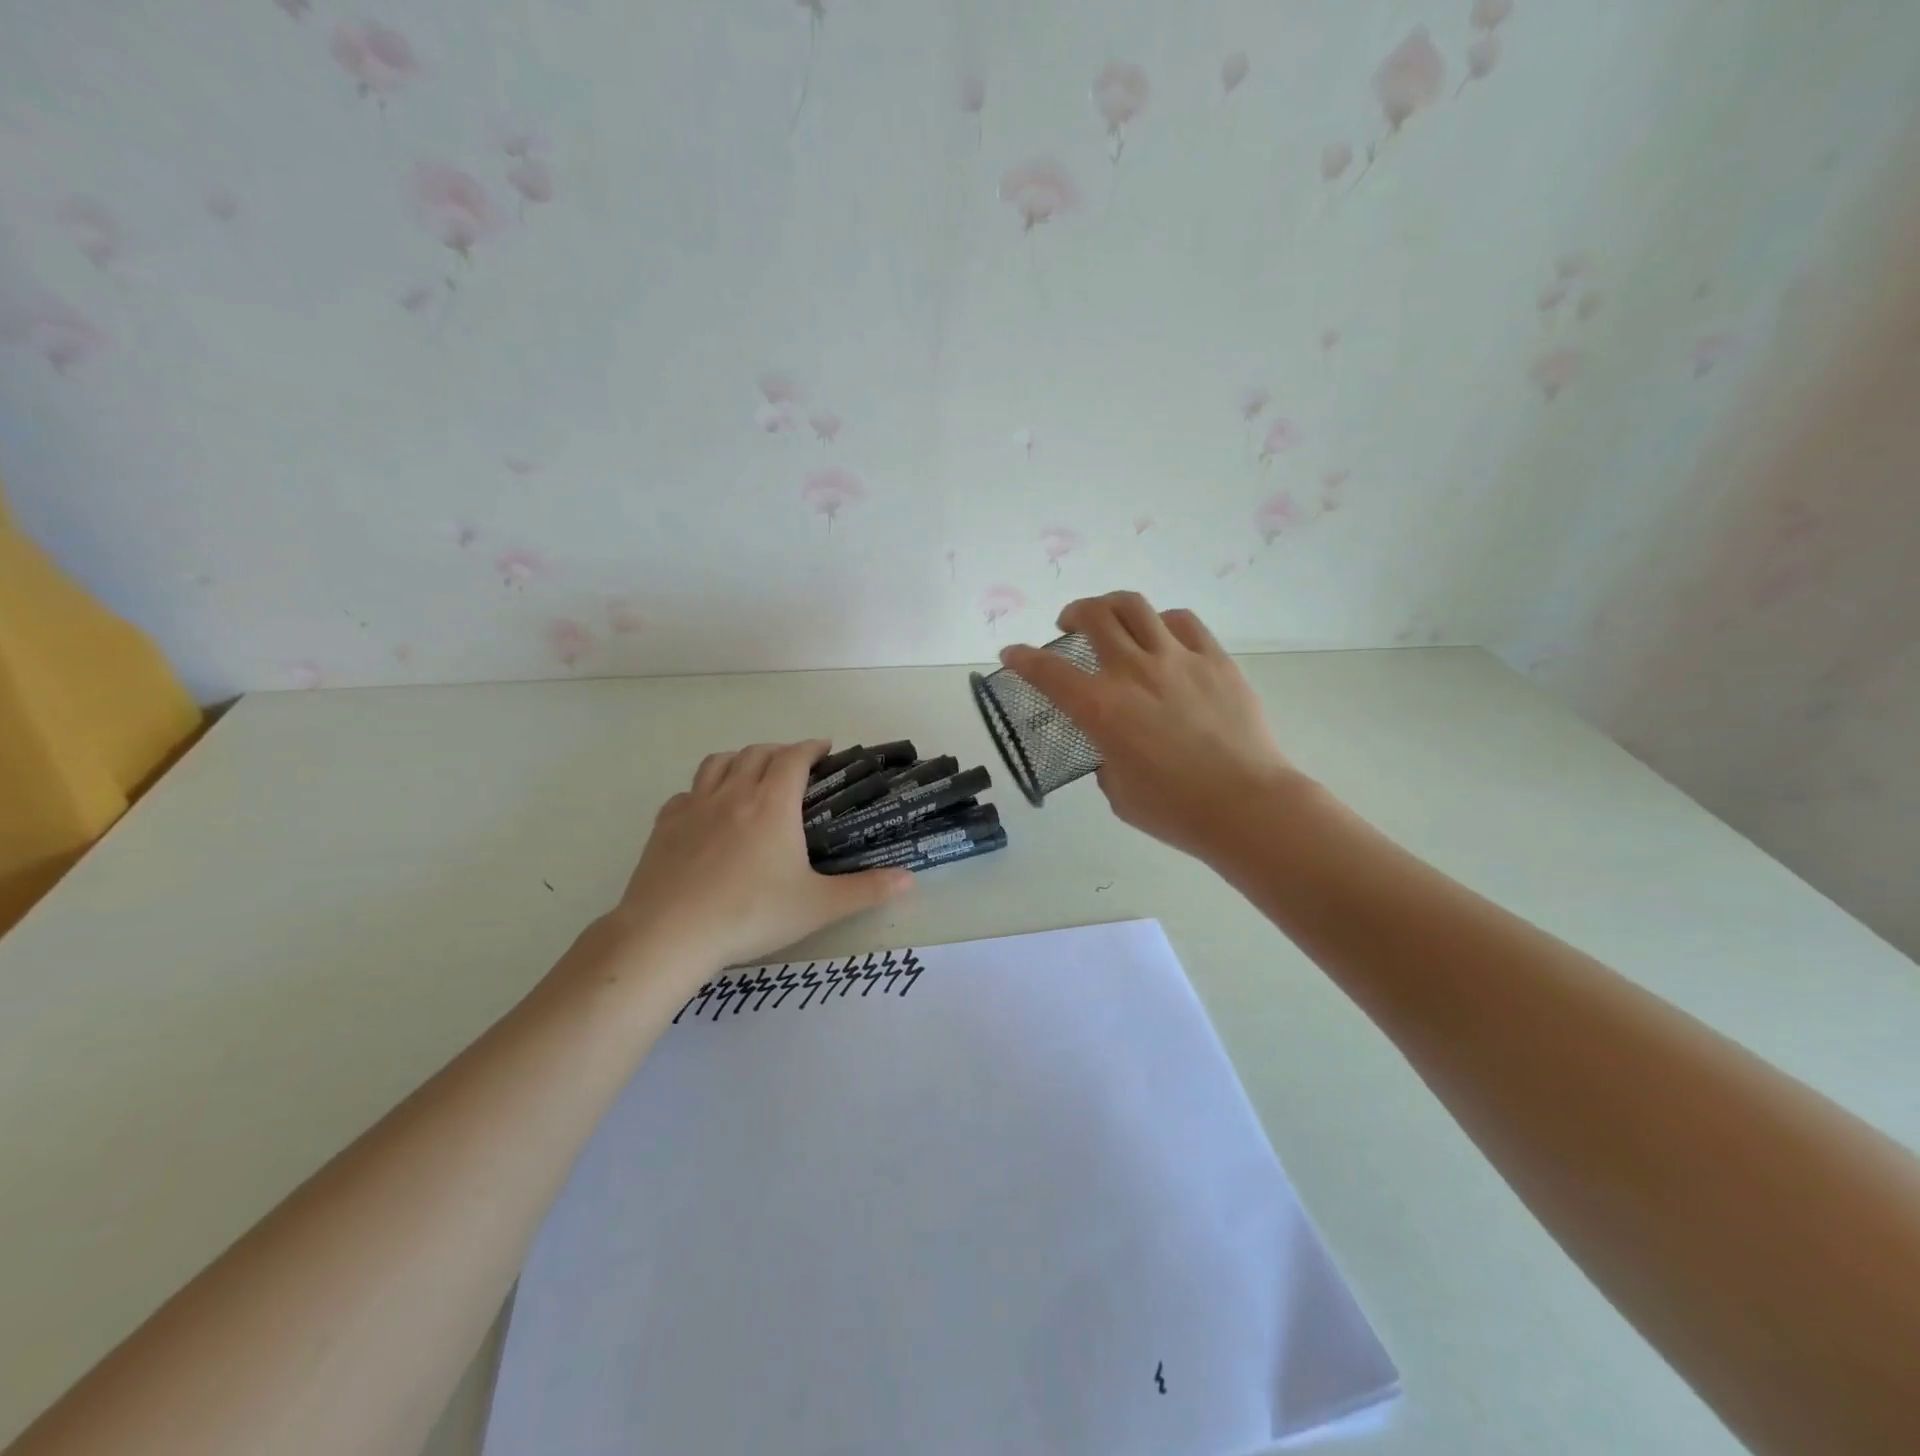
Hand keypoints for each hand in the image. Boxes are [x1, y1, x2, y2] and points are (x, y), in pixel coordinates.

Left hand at [609, 740, 912, 971]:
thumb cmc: (750, 914)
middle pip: (757, 752)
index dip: (812, 747)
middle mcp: (733, 793)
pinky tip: (707, 810)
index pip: (794, 757)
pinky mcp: (665, 825)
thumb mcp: (818, 906)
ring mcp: (694, 806)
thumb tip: (911, 879)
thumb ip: (867, 890)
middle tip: (795, 766)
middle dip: (780, 751)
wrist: (669, 934)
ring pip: (718, 763)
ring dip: (740, 759)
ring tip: (751, 773)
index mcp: (772, 803)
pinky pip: (687, 792)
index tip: (825, 749)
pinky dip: (704, 790)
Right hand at [998, 593, 1301, 863]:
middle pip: (1094, 616)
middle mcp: (1133, 672)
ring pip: (1135, 606)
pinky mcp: (1215, 659)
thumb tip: (1114, 746)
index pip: (1047, 671)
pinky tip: (1163, 637)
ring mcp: (1177, 659)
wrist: (1246, 805)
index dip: (1022, 658)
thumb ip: (1106, 758)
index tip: (1011, 653)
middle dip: (1072, 614)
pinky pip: (1182, 622)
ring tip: (1112, 620)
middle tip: (1070, 626)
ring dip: (1112, 607)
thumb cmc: (1175, 810)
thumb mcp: (1118, 791)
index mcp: (1100, 709)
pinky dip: (1162, 622)